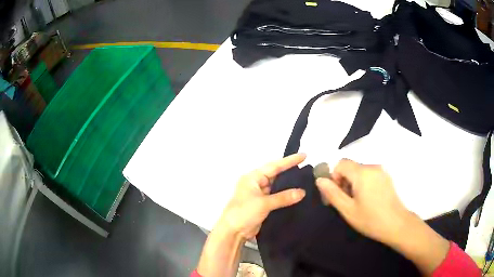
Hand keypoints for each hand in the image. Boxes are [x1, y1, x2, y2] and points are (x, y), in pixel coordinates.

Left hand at [216, 153, 306, 239]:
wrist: (233, 232)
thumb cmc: (244, 212)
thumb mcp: (263, 203)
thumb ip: (283, 197)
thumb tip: (302, 192)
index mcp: (253, 178)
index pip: (274, 166)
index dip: (289, 161)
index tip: (304, 156)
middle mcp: (256, 183)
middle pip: (276, 175)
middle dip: (290, 172)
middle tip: (308, 169)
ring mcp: (260, 194)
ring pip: (278, 187)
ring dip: (289, 185)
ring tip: (307, 181)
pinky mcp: (263, 205)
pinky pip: (277, 197)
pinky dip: (286, 196)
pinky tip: (298, 195)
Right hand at [315, 159, 409, 245]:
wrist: (397, 224)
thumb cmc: (371, 219)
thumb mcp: (348, 210)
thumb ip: (332, 193)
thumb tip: (320, 180)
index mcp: (362, 173)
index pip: (341, 163)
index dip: (334, 176)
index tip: (337, 193)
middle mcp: (372, 166)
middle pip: (351, 167)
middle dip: (344, 180)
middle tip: (346, 200)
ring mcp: (381, 170)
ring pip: (360, 171)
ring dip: (353, 182)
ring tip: (357, 201)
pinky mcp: (386, 176)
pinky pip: (369, 174)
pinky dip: (363, 182)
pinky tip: (368, 199)